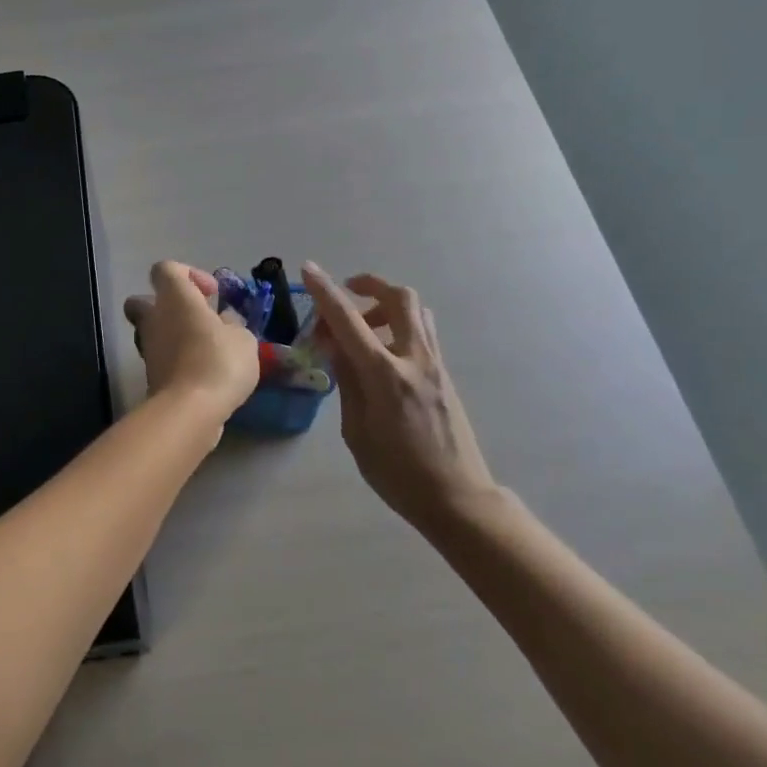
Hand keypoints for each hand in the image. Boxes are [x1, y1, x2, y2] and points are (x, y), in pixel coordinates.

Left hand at [123, 262, 260, 423]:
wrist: (190, 410)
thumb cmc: (218, 361)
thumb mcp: (243, 338)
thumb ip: (233, 325)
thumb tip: (224, 322)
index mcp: (174, 297)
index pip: (165, 269)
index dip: (188, 274)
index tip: (211, 294)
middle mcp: (154, 318)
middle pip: (145, 301)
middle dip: (168, 306)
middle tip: (198, 319)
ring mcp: (148, 348)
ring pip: (153, 332)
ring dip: (175, 336)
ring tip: (207, 350)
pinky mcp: (150, 376)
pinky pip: (162, 358)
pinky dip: (178, 361)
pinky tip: (204, 374)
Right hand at [300, 262, 501, 530]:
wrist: (458, 497)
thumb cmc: (398, 473)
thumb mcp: (357, 431)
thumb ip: (347, 382)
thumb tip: (336, 348)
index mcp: (386, 376)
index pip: (349, 322)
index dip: (325, 292)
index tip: (308, 269)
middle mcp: (414, 359)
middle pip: (399, 298)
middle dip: (370, 285)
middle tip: (348, 295)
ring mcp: (435, 365)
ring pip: (416, 311)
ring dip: (387, 305)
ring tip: (363, 327)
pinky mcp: (445, 375)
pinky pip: (422, 332)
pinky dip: (399, 325)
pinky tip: (382, 352)